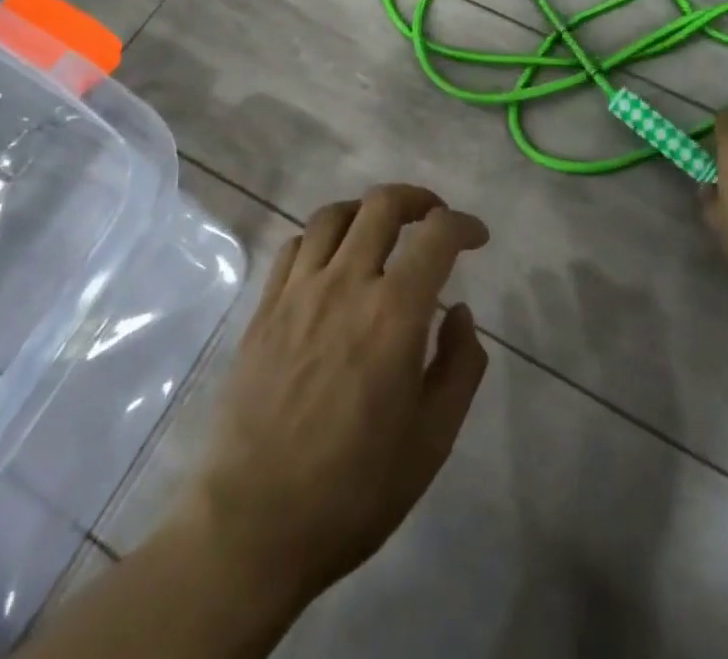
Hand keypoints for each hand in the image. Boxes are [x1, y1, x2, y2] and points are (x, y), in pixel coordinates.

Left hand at [177, 185, 490, 618]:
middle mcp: (346, 284)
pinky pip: (295, 246)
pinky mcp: (263, 309)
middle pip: (382, 204)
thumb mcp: (432, 440)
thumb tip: (458, 311)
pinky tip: (333, 262)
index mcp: (394, 314)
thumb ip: (460, 365)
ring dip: (367, 211)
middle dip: (417, 199)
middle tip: (433, 218)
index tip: (476, 237)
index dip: (464, 224)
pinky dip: (323, 237)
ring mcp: (298, 292)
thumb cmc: (353, 490)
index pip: (437, 235)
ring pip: (334, 215)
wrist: (251, 528)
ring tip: (382, 233)